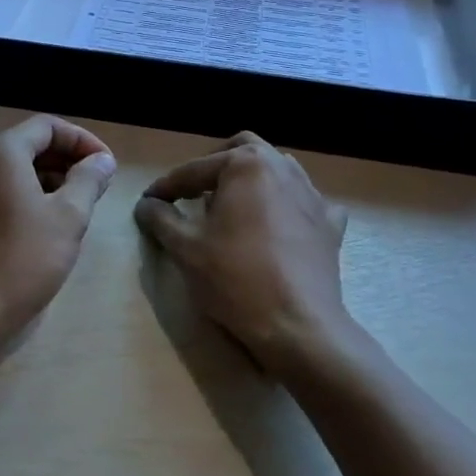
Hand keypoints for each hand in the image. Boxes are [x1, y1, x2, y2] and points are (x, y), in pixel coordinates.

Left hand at [0, 116, 115, 374]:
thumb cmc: (22, 258)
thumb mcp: (68, 217)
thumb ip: (89, 180)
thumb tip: (102, 160)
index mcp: (0, 152)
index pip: (48, 127)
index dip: (83, 141)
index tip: (108, 166)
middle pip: (30, 146)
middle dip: (68, 161)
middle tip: (98, 187)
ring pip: (16, 171)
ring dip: (51, 181)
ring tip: (80, 208)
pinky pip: (1, 193)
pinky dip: (29, 198)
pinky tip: (50, 226)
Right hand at [134, 132, 370, 385]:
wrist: (298, 325)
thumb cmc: (236, 279)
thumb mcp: (185, 248)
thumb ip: (161, 218)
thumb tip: (146, 204)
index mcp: (245, 164)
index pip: (194, 170)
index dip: (166, 187)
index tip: (148, 202)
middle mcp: (282, 167)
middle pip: (243, 150)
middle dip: (215, 166)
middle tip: (193, 192)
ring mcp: (312, 194)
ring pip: (277, 169)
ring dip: (251, 179)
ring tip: (232, 205)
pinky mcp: (330, 223)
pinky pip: (305, 200)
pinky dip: (287, 204)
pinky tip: (278, 224)